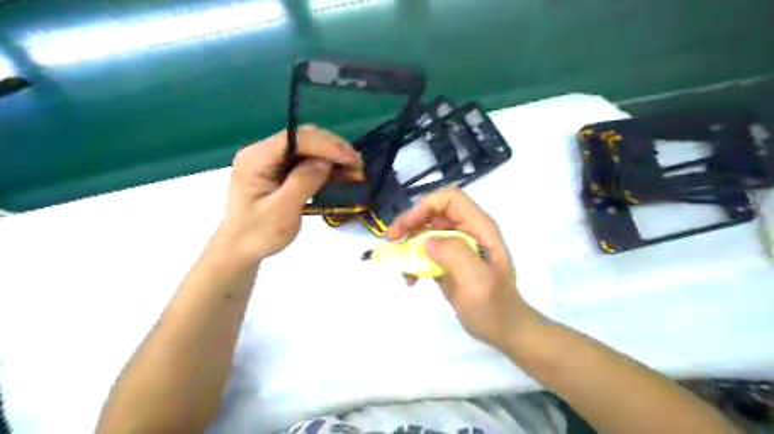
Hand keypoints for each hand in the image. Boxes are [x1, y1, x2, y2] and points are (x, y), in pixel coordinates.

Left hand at [214, 126, 362, 267]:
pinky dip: (327, 168)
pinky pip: (307, 163)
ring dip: (334, 158)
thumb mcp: (282, 211)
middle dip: (333, 149)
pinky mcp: (281, 172)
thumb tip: (325, 161)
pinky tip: (343, 176)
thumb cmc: (257, 234)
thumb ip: (303, 182)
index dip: (326, 145)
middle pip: (304, 139)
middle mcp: (264, 153)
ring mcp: (272, 162)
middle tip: (358, 166)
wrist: (240, 251)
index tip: (351, 160)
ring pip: (309, 149)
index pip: (295, 138)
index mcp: (257, 158)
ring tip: (356, 172)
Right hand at [390, 186, 539, 348]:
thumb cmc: (494, 306)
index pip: (449, 199)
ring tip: (399, 264)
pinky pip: (425, 250)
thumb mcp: (477, 281)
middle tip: (391, 240)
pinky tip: (410, 279)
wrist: (503, 330)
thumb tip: (427, 242)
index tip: (405, 227)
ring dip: (408, 243)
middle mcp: (467, 231)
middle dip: (409, 222)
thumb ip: (455, 255)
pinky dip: (413, 261)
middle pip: (433, 212)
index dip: (425, 206)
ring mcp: (457, 246)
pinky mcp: (448, 261)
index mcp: (479, 228)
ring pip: (426, 230)